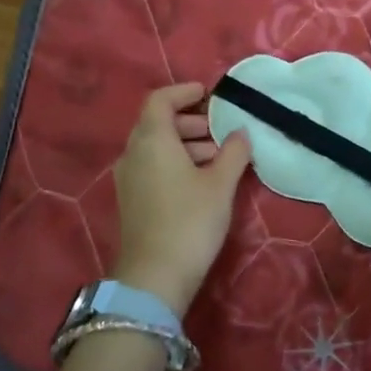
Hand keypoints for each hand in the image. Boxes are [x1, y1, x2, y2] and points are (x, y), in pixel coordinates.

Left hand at [111, 83, 251, 317]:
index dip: (185, 92)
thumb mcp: (221, 184)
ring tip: (220, 157)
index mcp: (151, 140)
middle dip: (191, 121)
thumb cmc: (190, 221)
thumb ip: (234, 152)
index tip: (210, 94)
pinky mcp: (132, 200)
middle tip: (221, 130)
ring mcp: (129, 178)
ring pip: (156, 147)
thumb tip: (241, 132)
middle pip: (158, 123)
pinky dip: (176, 162)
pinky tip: (203, 180)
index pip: (160, 100)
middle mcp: (133, 153)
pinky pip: (153, 166)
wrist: (155, 278)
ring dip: (186, 144)